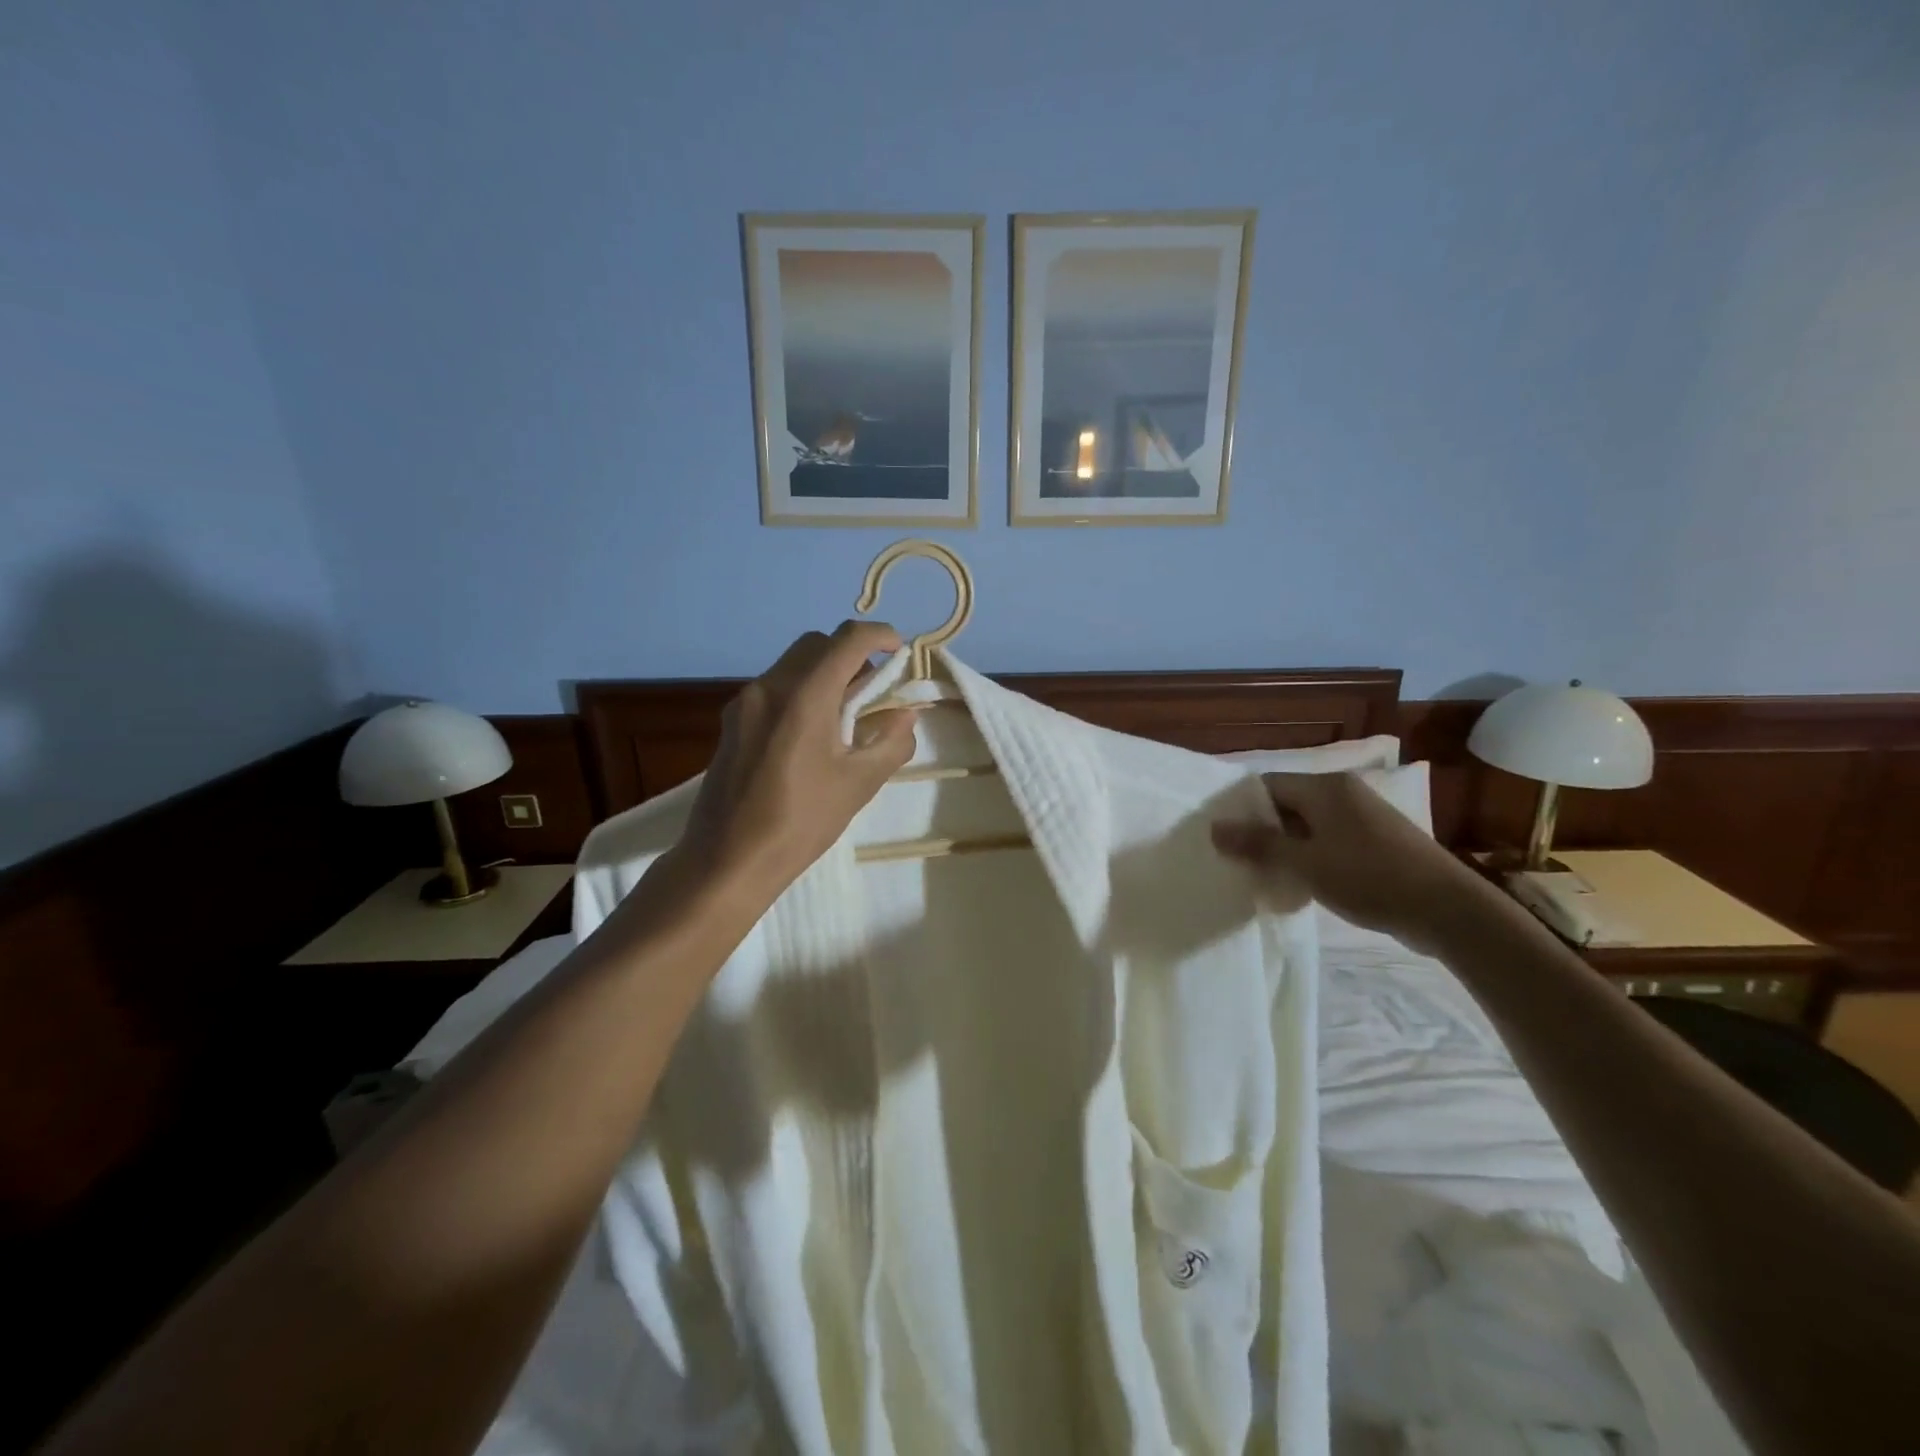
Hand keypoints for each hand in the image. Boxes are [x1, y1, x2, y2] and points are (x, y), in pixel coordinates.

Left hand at [677, 621, 918, 900]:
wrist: (727, 860)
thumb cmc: (801, 822)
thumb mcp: (860, 784)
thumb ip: (891, 741)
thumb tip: (904, 714)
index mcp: (805, 696)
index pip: (848, 639)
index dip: (881, 635)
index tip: (901, 652)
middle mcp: (770, 686)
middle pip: (817, 644)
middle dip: (852, 654)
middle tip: (874, 690)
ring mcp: (745, 702)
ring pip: (793, 665)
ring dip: (825, 674)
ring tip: (845, 716)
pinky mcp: (732, 722)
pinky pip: (775, 688)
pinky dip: (802, 692)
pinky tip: (811, 735)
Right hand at [1211, 772, 1482, 948]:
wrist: (1448, 910)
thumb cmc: (1369, 877)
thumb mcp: (1305, 863)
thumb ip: (1258, 844)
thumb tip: (1214, 828)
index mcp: (1325, 787)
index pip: (1266, 785)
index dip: (1241, 808)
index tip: (1221, 836)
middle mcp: (1343, 793)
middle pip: (1286, 804)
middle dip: (1261, 830)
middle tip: (1237, 859)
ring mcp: (1363, 817)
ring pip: (1307, 825)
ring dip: (1285, 847)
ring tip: (1264, 874)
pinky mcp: (1376, 842)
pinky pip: (1329, 841)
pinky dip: (1310, 857)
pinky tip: (1301, 884)